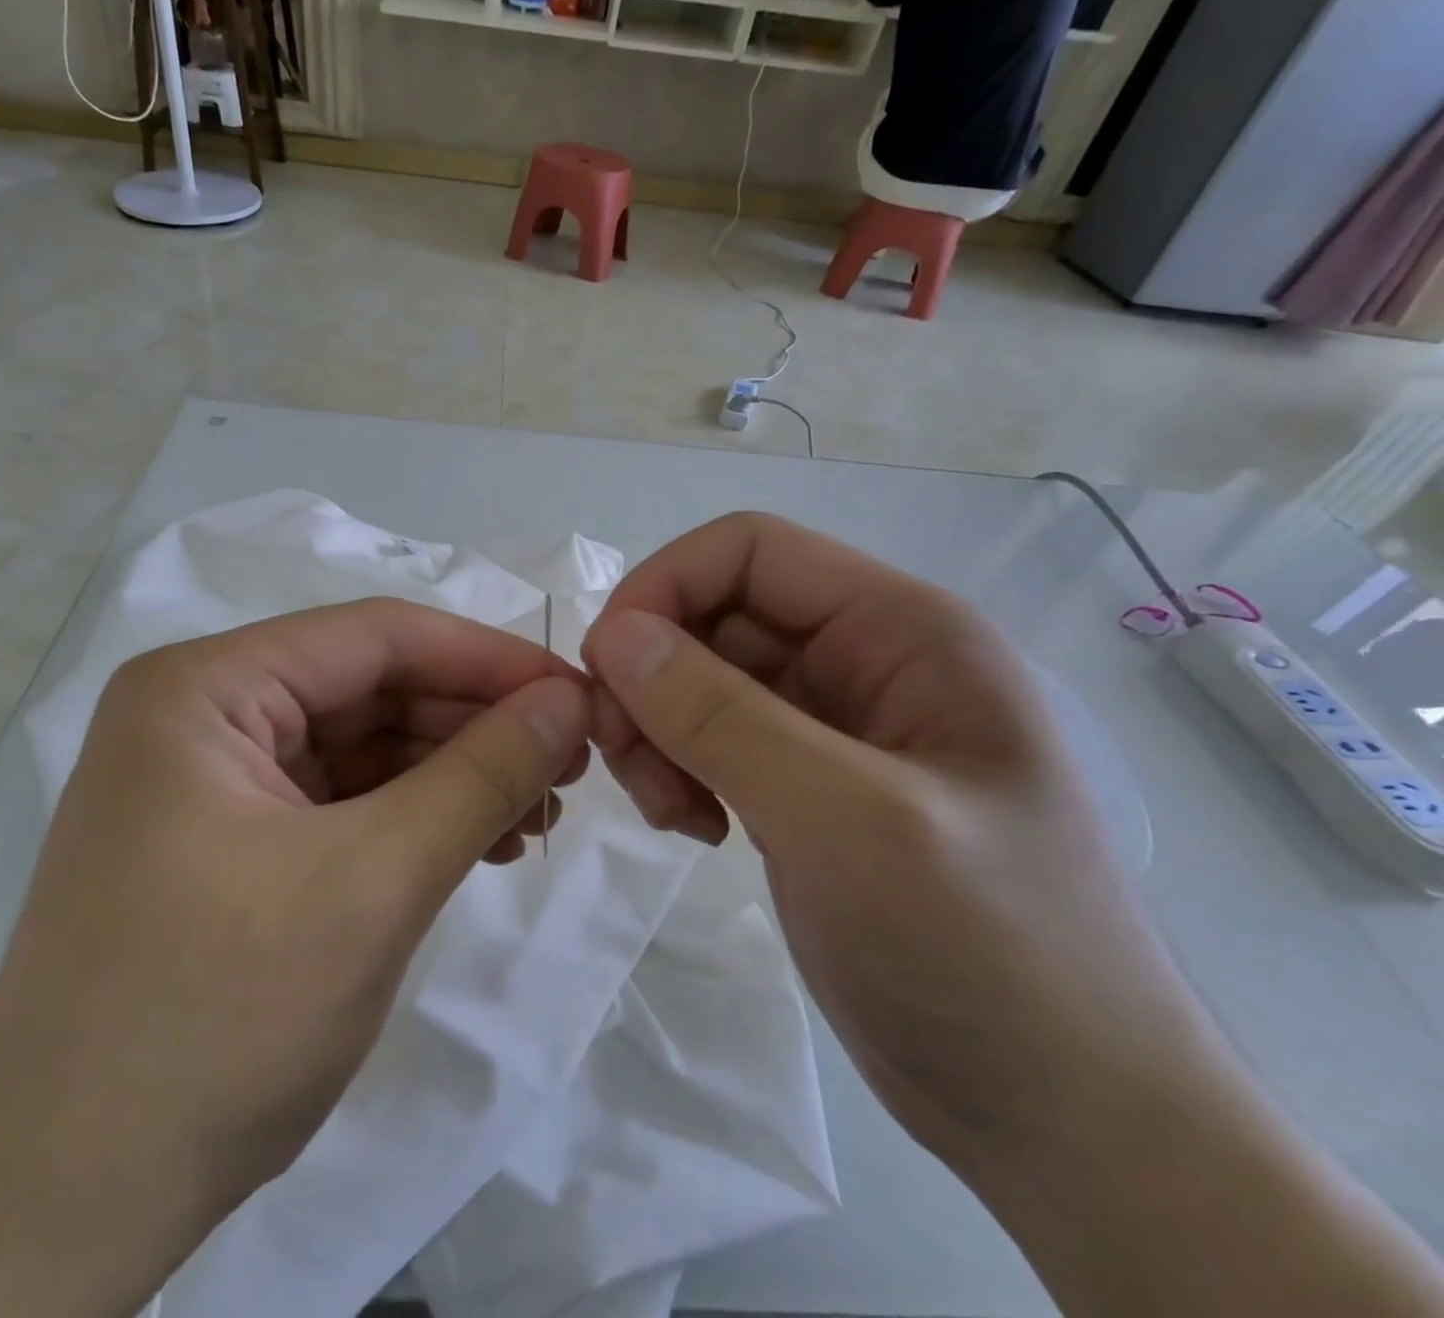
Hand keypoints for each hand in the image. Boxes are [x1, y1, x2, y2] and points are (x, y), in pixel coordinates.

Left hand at [0, 598, 588, 1317]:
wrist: (60, 1212)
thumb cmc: (214, 1022)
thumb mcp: (374, 882)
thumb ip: (482, 776)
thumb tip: (568, 702)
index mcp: (203, 689)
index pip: (374, 637)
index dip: (486, 659)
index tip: (575, 695)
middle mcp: (199, 715)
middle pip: (369, 687)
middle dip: (474, 722)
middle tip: (569, 763)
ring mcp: (210, 781)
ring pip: (362, 745)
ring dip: (452, 772)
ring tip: (537, 812)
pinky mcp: (227, 841)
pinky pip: (341, 800)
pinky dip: (413, 816)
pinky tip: (480, 843)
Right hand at [580, 512, 1210, 1172]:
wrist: (1066, 1120)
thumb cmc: (987, 954)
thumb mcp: (846, 820)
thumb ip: (721, 717)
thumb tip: (612, 635)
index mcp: (901, 631)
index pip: (749, 551)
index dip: (662, 588)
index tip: (605, 673)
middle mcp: (865, 660)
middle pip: (714, 618)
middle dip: (653, 679)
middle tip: (631, 767)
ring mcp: (833, 727)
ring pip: (701, 680)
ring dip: (659, 731)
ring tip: (673, 813)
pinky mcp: (805, 785)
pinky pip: (712, 739)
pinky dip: (680, 769)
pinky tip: (695, 830)